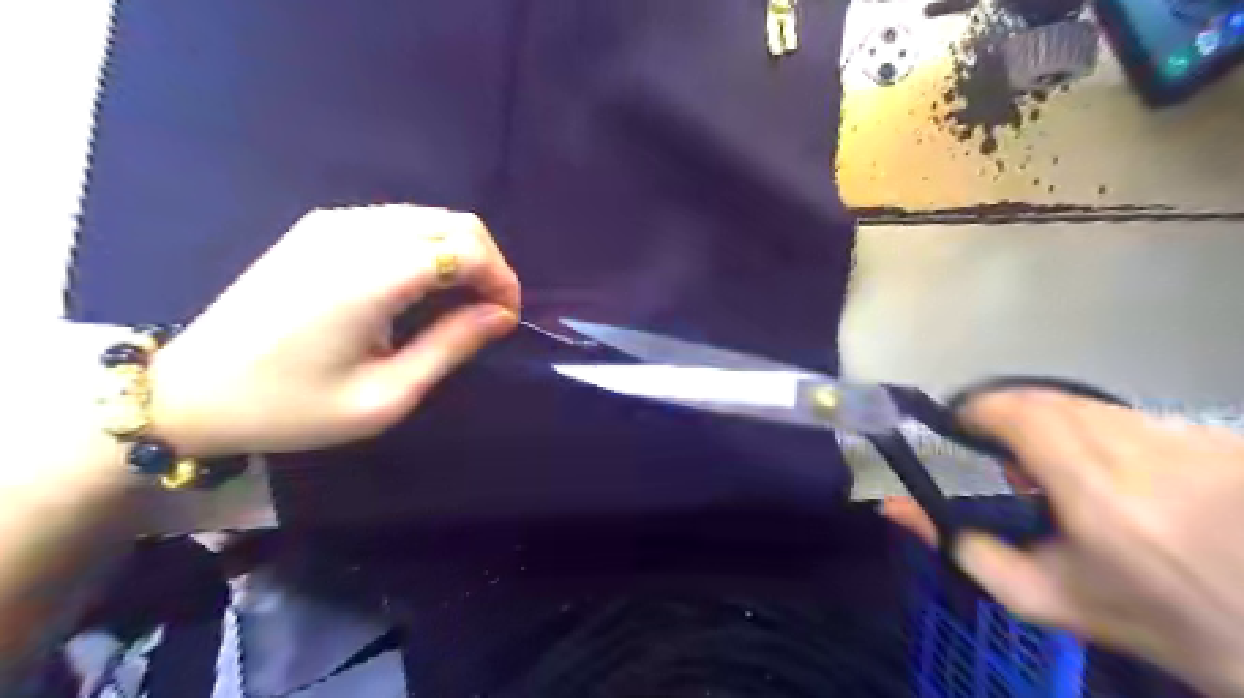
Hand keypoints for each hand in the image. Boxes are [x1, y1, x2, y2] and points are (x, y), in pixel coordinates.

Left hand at [143, 202, 520, 457]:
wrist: (190, 391)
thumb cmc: (293, 406)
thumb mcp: (385, 395)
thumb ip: (450, 346)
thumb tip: (501, 316)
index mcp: (370, 276)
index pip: (466, 249)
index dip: (501, 280)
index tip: (505, 320)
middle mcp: (355, 233)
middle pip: (456, 223)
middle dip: (489, 264)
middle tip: (490, 312)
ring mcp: (334, 223)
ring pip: (431, 216)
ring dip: (462, 254)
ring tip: (462, 302)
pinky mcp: (320, 227)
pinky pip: (400, 221)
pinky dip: (430, 246)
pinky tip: (423, 285)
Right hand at [884, 392, 1242, 697]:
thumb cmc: (1151, 620)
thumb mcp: (1045, 598)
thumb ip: (963, 548)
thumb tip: (892, 506)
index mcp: (1098, 494)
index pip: (1024, 412)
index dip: (981, 410)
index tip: (963, 430)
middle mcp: (1147, 452)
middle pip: (1051, 400)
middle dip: (1012, 418)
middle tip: (1002, 456)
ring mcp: (1194, 438)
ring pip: (1091, 404)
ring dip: (1057, 425)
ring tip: (1058, 470)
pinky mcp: (1222, 436)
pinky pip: (1133, 415)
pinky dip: (1104, 432)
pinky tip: (1120, 475)